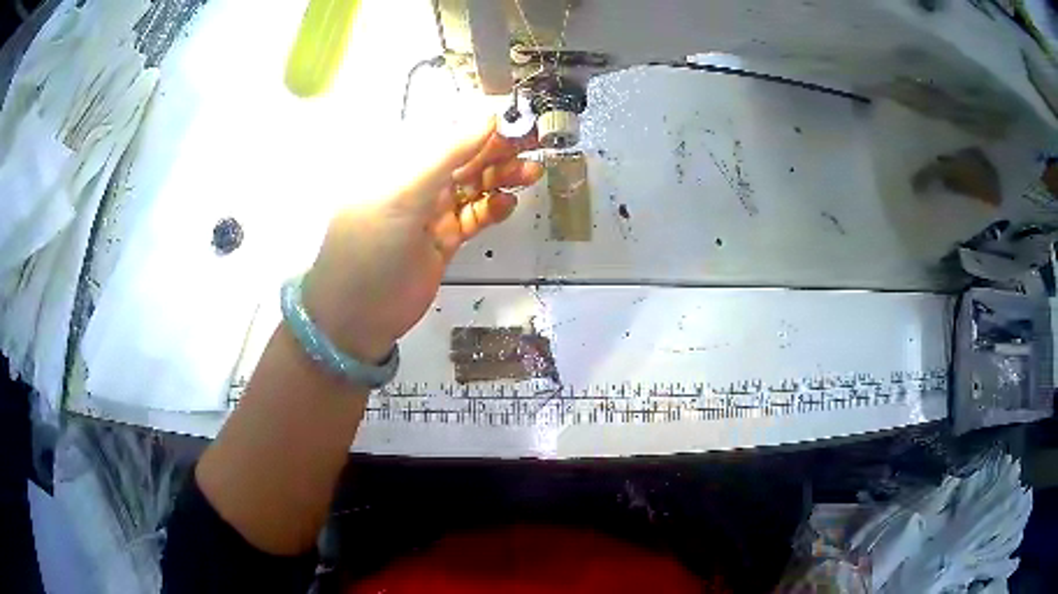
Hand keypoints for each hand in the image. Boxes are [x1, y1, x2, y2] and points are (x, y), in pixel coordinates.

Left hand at [302, 118, 543, 362]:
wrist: (357, 317)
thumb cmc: (371, 250)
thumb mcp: (404, 196)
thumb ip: (446, 156)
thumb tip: (487, 118)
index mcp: (400, 165)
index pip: (447, 135)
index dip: (481, 126)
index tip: (516, 120)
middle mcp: (417, 185)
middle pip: (465, 159)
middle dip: (498, 149)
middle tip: (534, 143)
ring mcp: (431, 214)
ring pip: (474, 186)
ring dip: (501, 177)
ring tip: (531, 172)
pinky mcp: (444, 241)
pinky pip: (474, 217)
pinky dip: (493, 209)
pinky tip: (508, 204)